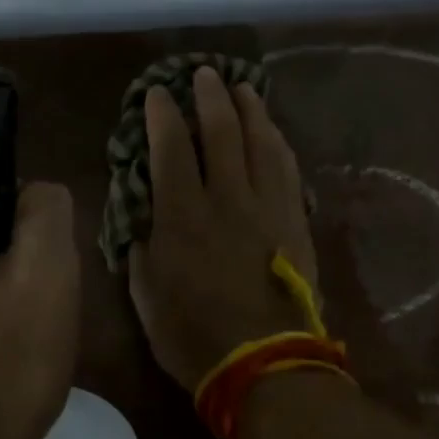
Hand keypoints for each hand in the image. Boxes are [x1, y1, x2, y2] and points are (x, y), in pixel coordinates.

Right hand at [128, 67, 318, 391]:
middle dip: (210, 96)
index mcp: (182, 216)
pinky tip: (273, 132)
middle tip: (205, 73)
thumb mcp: (146, 295)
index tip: (157, 94)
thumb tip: (144, 216)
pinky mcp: (295, 222)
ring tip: (242, 88)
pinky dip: (278, 143)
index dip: (163, 115)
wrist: (265, 365)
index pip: (172, 148)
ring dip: (250, 110)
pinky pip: (288, 170)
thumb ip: (142, 247)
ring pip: (261, 143)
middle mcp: (227, 199)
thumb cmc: (193, 336)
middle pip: (222, 132)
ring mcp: (267, 208)